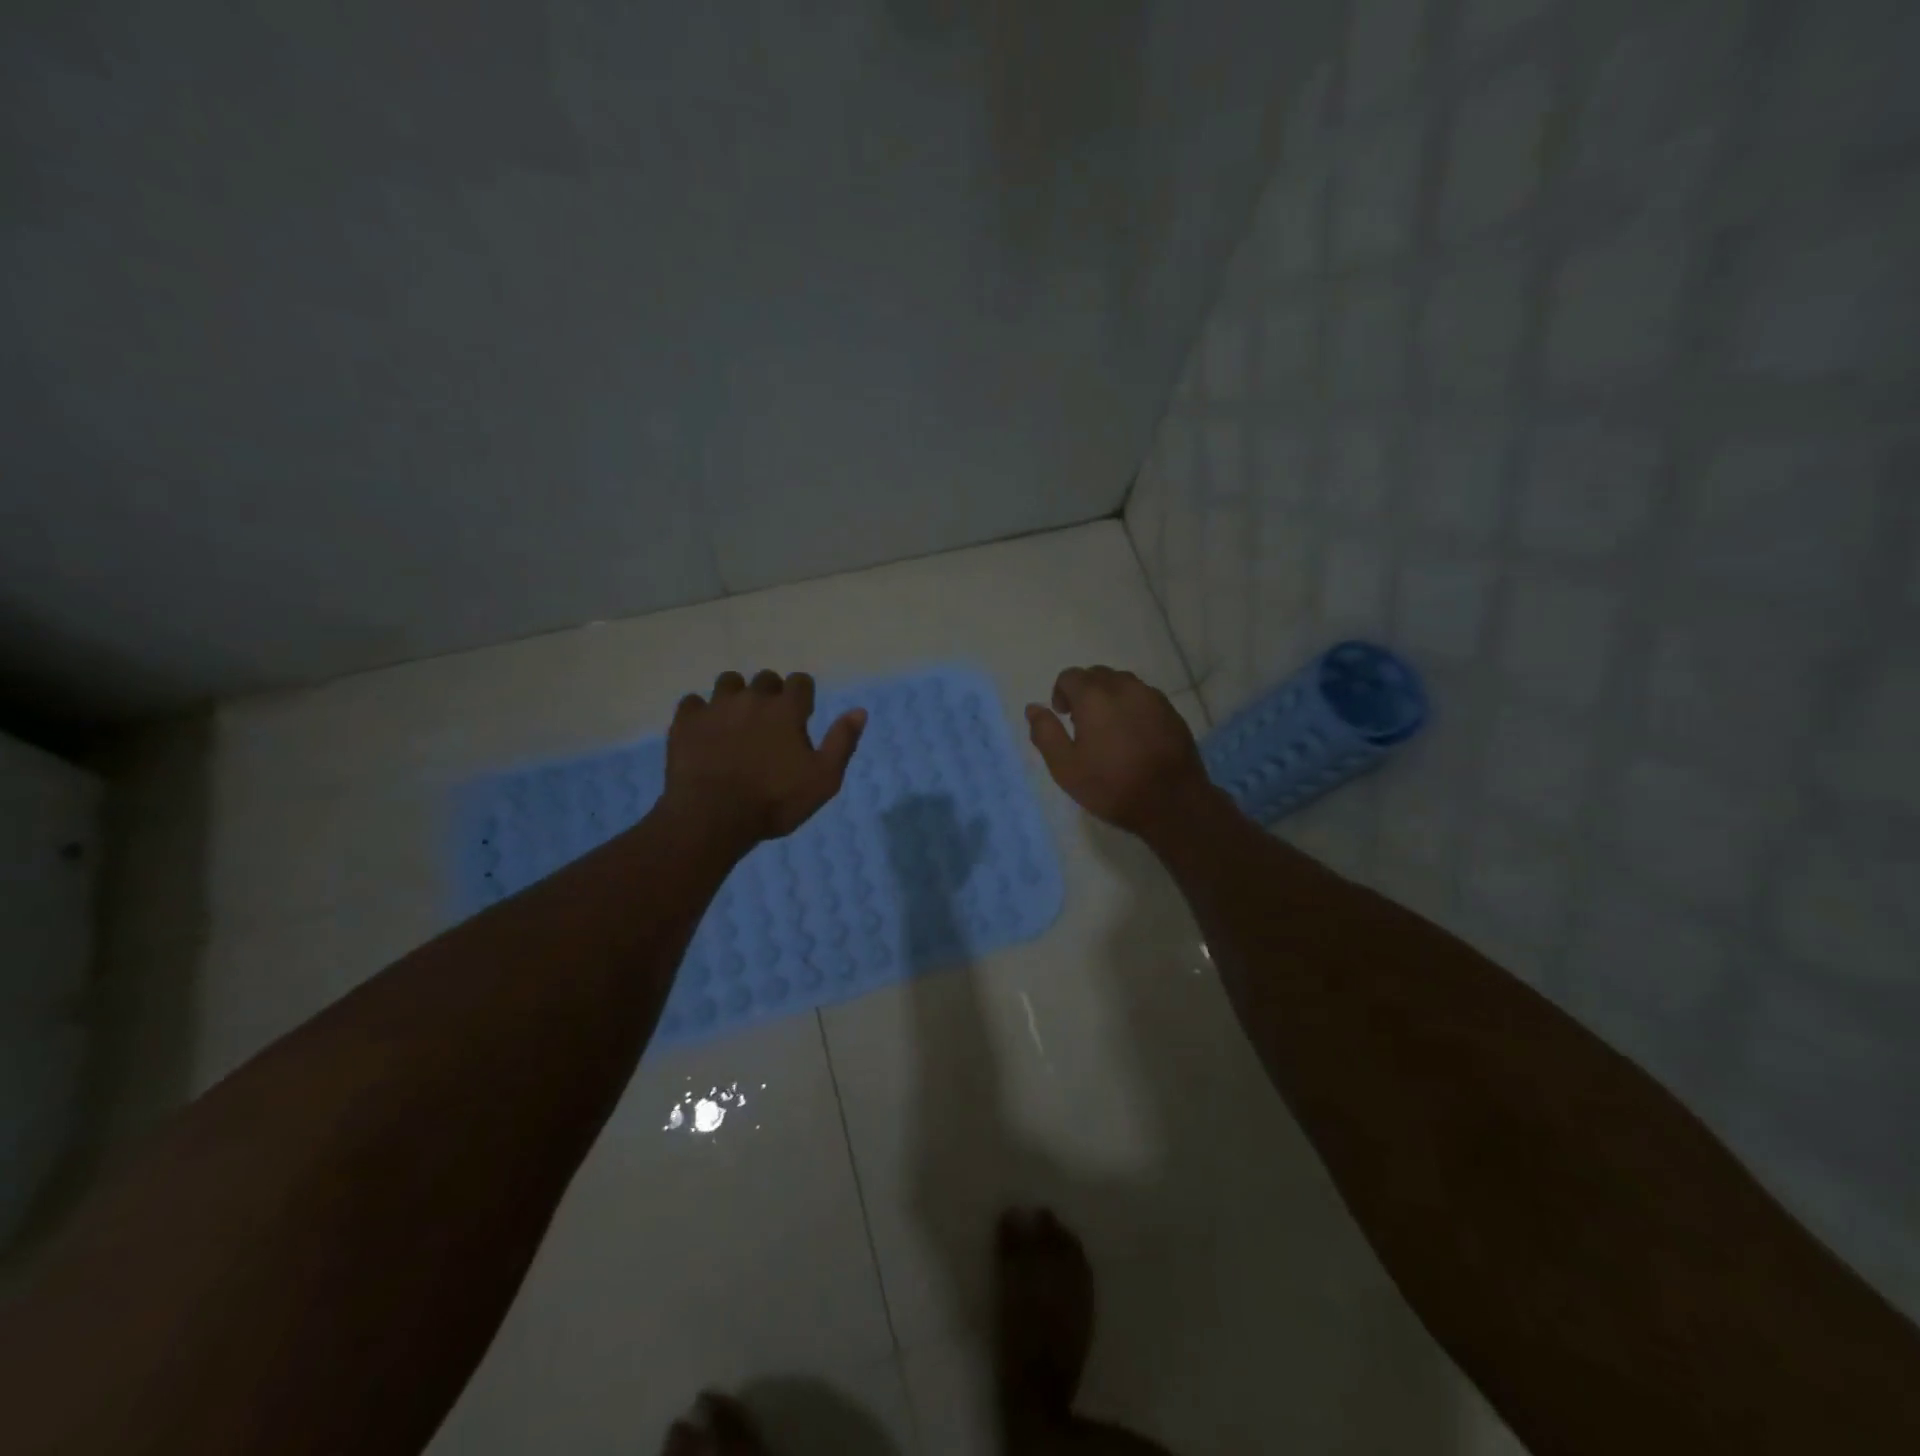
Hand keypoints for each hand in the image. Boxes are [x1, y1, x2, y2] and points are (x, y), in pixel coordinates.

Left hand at [665, 671, 865, 844]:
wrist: (712, 818)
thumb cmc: (775, 802)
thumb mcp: (824, 779)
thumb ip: (842, 742)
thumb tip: (859, 711)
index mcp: (787, 709)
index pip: (800, 682)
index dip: (803, 696)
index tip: (802, 715)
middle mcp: (752, 698)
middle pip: (765, 679)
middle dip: (771, 694)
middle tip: (770, 722)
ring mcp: (715, 707)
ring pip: (728, 683)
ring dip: (736, 696)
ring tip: (736, 720)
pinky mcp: (685, 722)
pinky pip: (693, 702)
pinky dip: (700, 712)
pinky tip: (704, 730)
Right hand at [1025, 667, 1211, 835]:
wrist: (1172, 802)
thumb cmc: (1112, 785)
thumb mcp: (1065, 767)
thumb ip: (1045, 733)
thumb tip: (1033, 708)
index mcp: (1094, 696)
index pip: (1070, 676)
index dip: (1060, 694)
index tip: (1064, 718)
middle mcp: (1124, 687)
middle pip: (1097, 674)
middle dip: (1085, 692)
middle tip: (1083, 724)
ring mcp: (1152, 697)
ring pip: (1123, 683)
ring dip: (1109, 697)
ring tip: (1109, 729)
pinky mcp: (1172, 711)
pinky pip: (1144, 697)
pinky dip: (1132, 707)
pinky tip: (1134, 736)